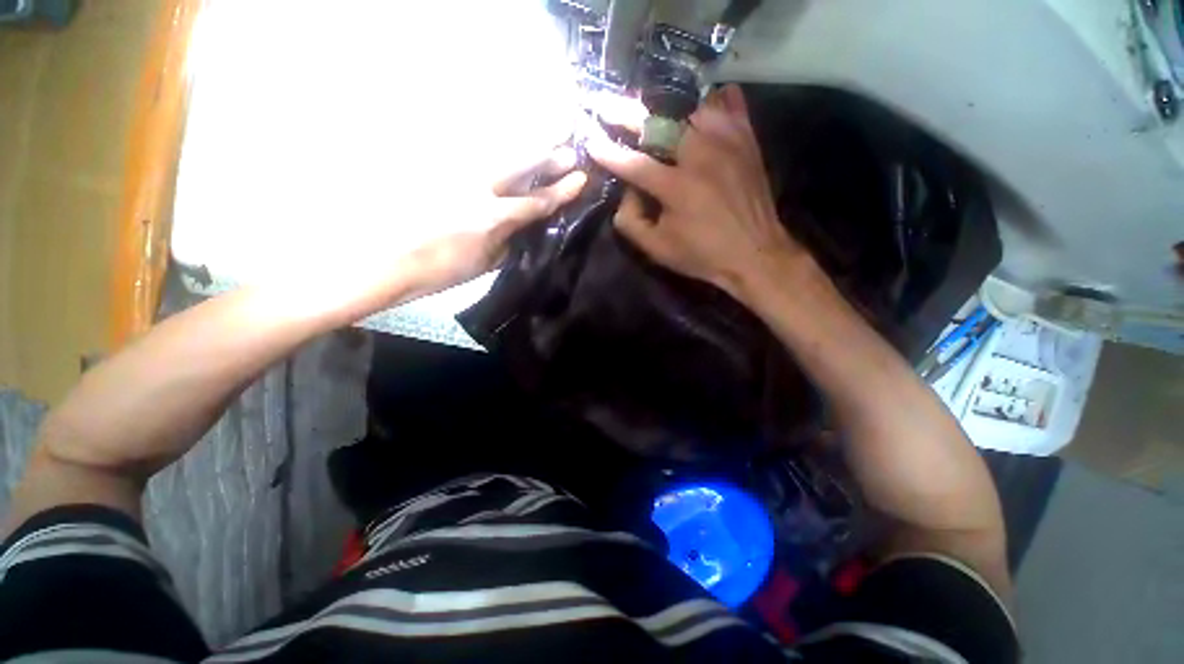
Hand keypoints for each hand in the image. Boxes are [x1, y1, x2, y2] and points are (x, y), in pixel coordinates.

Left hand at [290, 146, 587, 318]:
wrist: (389, 262)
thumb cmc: (442, 271)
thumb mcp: (485, 264)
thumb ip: (510, 243)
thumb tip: (526, 228)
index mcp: (493, 218)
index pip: (537, 201)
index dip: (561, 190)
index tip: (581, 177)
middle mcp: (479, 189)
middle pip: (521, 166)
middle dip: (548, 156)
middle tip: (569, 147)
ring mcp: (458, 177)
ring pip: (499, 155)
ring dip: (525, 149)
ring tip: (546, 140)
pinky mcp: (441, 172)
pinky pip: (477, 159)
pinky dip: (497, 155)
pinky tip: (507, 155)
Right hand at [587, 85, 811, 300]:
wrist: (756, 254)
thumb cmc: (702, 255)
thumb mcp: (657, 250)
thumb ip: (631, 222)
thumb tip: (625, 192)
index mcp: (677, 187)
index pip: (633, 163)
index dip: (607, 152)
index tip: (589, 140)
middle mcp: (701, 155)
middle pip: (658, 122)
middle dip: (626, 113)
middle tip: (605, 104)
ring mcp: (728, 143)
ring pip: (690, 106)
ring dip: (665, 108)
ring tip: (650, 110)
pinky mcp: (747, 141)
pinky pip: (728, 105)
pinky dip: (711, 101)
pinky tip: (700, 106)